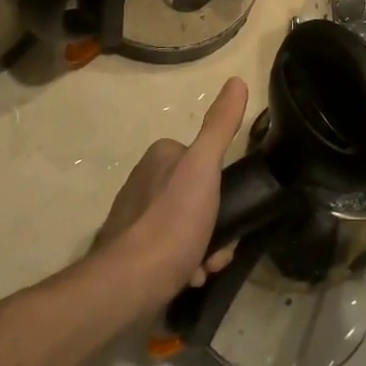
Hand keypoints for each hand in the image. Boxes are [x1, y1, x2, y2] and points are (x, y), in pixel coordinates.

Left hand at [95, 78, 246, 310]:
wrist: (129, 284)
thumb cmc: (171, 221)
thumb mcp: (204, 168)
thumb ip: (220, 126)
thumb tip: (237, 81)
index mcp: (161, 156)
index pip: (204, 160)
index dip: (223, 186)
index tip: (232, 209)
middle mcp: (144, 181)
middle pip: (199, 196)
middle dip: (216, 224)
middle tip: (221, 247)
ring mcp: (136, 217)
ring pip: (188, 226)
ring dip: (205, 247)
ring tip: (205, 268)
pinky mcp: (132, 250)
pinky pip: (171, 250)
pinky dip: (185, 264)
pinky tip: (189, 277)